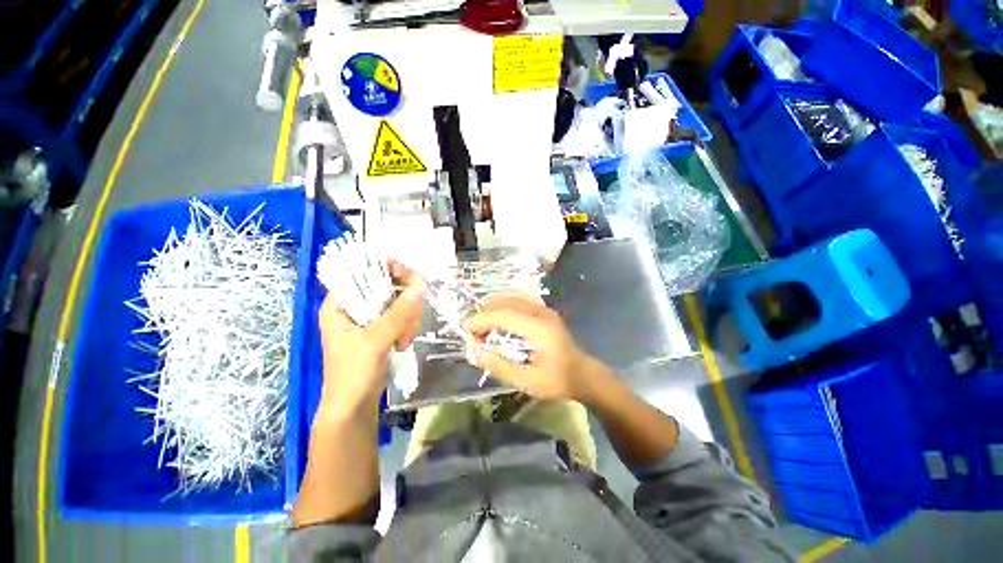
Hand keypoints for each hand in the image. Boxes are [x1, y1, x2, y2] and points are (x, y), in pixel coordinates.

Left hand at [318, 261, 423, 419]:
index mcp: (339, 304)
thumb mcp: (375, 340)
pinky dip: (406, 327)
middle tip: (408, 318)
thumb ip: (398, 312)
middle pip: (384, 286)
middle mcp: (352, 308)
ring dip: (406, 319)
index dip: (386, 270)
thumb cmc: (353, 374)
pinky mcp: (380, 331)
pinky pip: (400, 317)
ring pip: (396, 303)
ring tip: (402, 339)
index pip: (362, 272)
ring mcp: (368, 320)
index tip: (410, 277)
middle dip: (401, 303)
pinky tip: (403, 343)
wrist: (354, 409)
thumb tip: (421, 284)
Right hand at [462, 295, 607, 401]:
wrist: (582, 373)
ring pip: (512, 297)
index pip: (505, 314)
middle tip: (473, 331)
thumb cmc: (557, 380)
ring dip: (493, 308)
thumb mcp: (528, 381)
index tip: (465, 329)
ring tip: (482, 327)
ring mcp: (544, 308)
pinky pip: (518, 300)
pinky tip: (497, 321)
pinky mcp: (544, 310)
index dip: (482, 319)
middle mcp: (542, 312)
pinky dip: (502, 306)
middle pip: (506, 301)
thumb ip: (500, 366)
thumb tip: (476, 351)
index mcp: (540, 329)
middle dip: (485, 313)